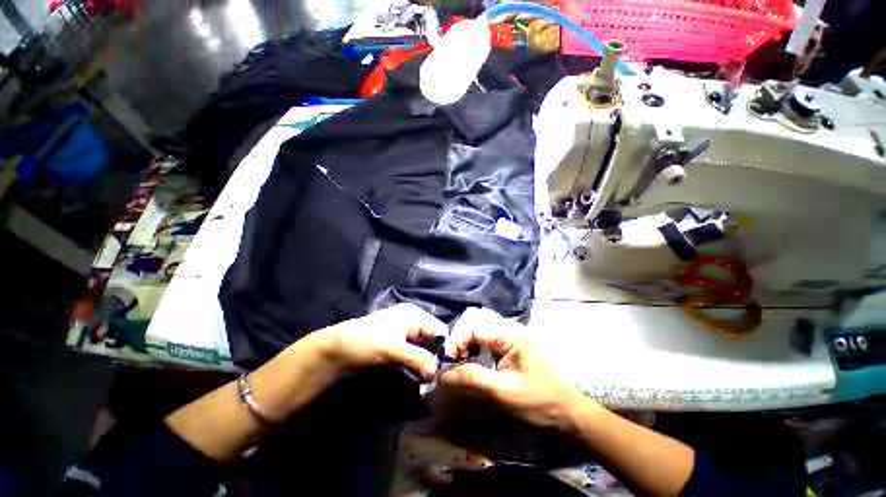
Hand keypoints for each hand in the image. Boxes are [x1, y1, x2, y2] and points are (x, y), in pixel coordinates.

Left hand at [315, 303, 445, 380]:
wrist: (332, 354)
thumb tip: (437, 371)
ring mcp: (406, 340)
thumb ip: (416, 356)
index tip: (450, 368)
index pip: (439, 329)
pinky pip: (416, 361)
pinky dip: (420, 370)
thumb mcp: (390, 347)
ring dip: (429, 367)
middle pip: (434, 341)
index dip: (446, 347)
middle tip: (441, 379)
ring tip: (433, 382)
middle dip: (438, 358)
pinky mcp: (399, 354)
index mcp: (413, 316)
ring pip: (427, 352)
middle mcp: (413, 326)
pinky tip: (422, 381)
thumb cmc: (362, 342)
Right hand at [440, 308, 593, 432]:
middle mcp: (507, 333)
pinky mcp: (506, 351)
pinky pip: (483, 346)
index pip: (474, 328)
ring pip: (477, 335)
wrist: (565, 415)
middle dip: (459, 343)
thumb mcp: (503, 390)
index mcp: (509, 336)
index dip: (457, 341)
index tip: (446, 361)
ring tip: (457, 364)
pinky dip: (471, 354)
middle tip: (451, 362)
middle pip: (474, 327)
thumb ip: (472, 378)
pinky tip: (468, 365)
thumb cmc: (538, 401)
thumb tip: (443, 374)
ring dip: (463, 348)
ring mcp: (507, 341)